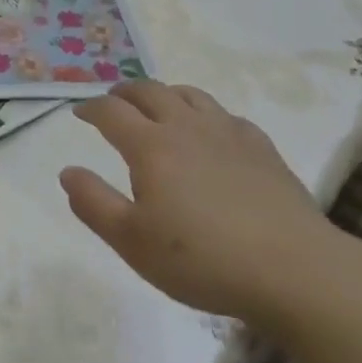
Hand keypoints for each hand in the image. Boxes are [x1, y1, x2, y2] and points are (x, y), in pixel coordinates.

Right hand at [59, 80, 345, 330]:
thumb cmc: (202, 260)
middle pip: (149, 91)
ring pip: (189, 95)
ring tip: (158, 107)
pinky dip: (205, 114)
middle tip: (113, 102)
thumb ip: (93, 203)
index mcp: (150, 146)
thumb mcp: (132, 242)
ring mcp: (228, 133)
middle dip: (124, 92)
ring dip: (165, 94)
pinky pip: (226, 115)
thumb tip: (68, 171)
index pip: (111, 112)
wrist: (294, 271)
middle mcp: (186, 127)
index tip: (80, 113)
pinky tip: (210, 133)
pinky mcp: (261, 148)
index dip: (91, 108)